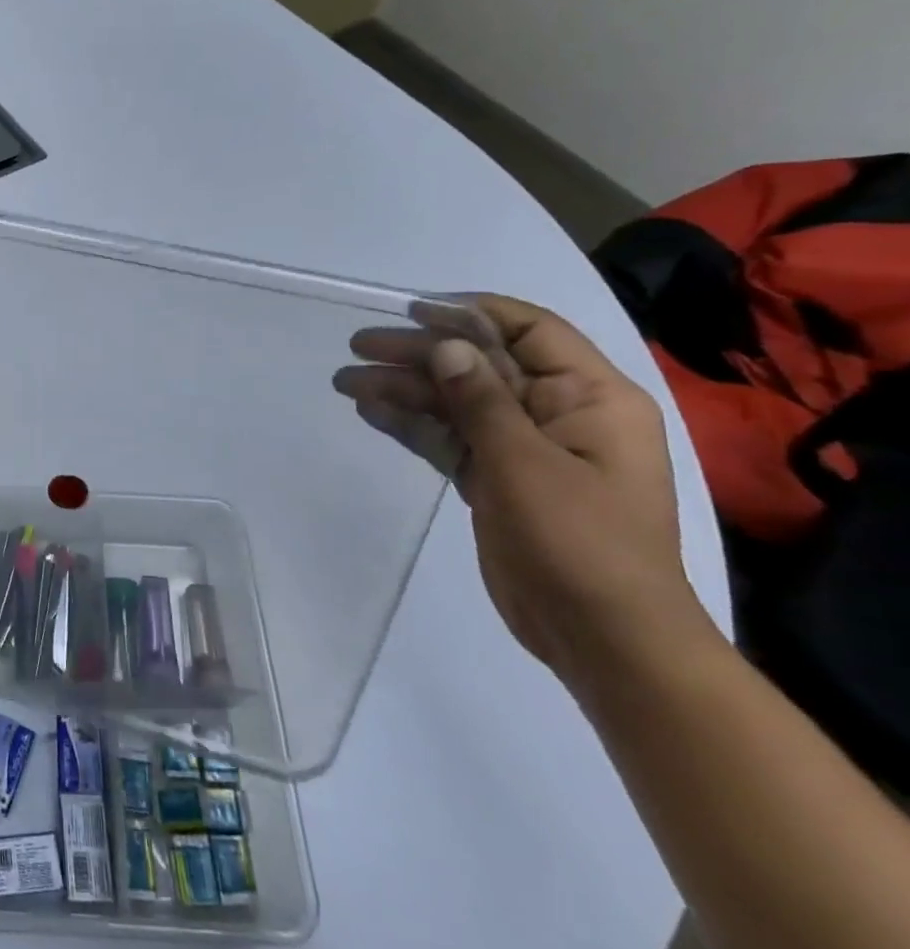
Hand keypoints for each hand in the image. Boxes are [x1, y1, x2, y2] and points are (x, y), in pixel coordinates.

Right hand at [333, 294, 709, 691]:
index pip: (529, 330)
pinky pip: (450, 438)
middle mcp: (558, 413)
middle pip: (480, 365)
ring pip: (456, 402)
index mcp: (590, 397)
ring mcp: (526, 448)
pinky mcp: (499, 480)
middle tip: (358, 347)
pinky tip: (371, 411)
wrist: (602, 637)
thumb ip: (481, 400)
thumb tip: (446, 345)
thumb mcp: (526, 464)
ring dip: (404, 389)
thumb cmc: (579, 542)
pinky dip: (412, 424)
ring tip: (346, 382)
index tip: (411, 310)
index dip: (470, 313)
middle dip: (419, 353)